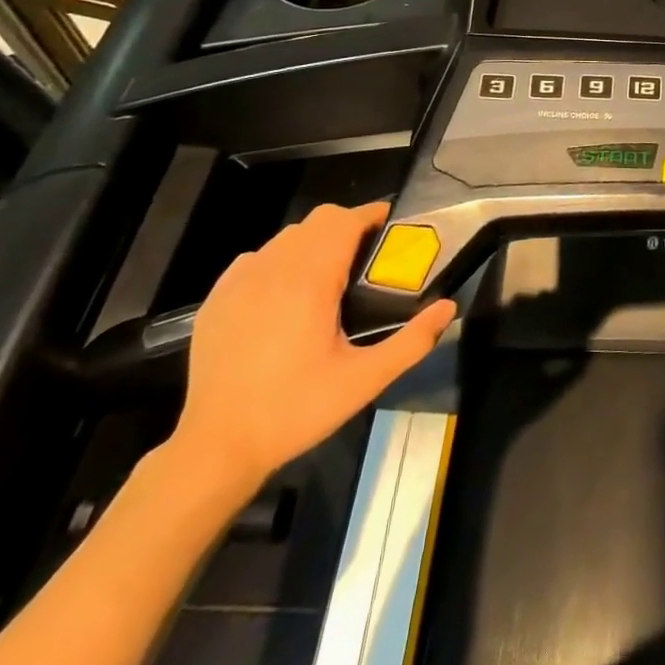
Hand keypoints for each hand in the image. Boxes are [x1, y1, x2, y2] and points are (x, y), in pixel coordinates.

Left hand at [170, 202, 453, 494]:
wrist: (216, 448)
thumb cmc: (296, 410)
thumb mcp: (364, 381)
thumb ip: (411, 341)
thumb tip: (448, 307)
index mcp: (310, 281)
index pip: (344, 221)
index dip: (371, 216)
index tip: (391, 227)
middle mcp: (273, 269)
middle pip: (318, 221)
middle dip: (347, 226)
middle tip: (368, 256)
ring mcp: (240, 281)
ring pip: (287, 237)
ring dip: (315, 242)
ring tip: (330, 276)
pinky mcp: (217, 298)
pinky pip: (257, 258)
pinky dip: (280, 261)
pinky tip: (286, 295)